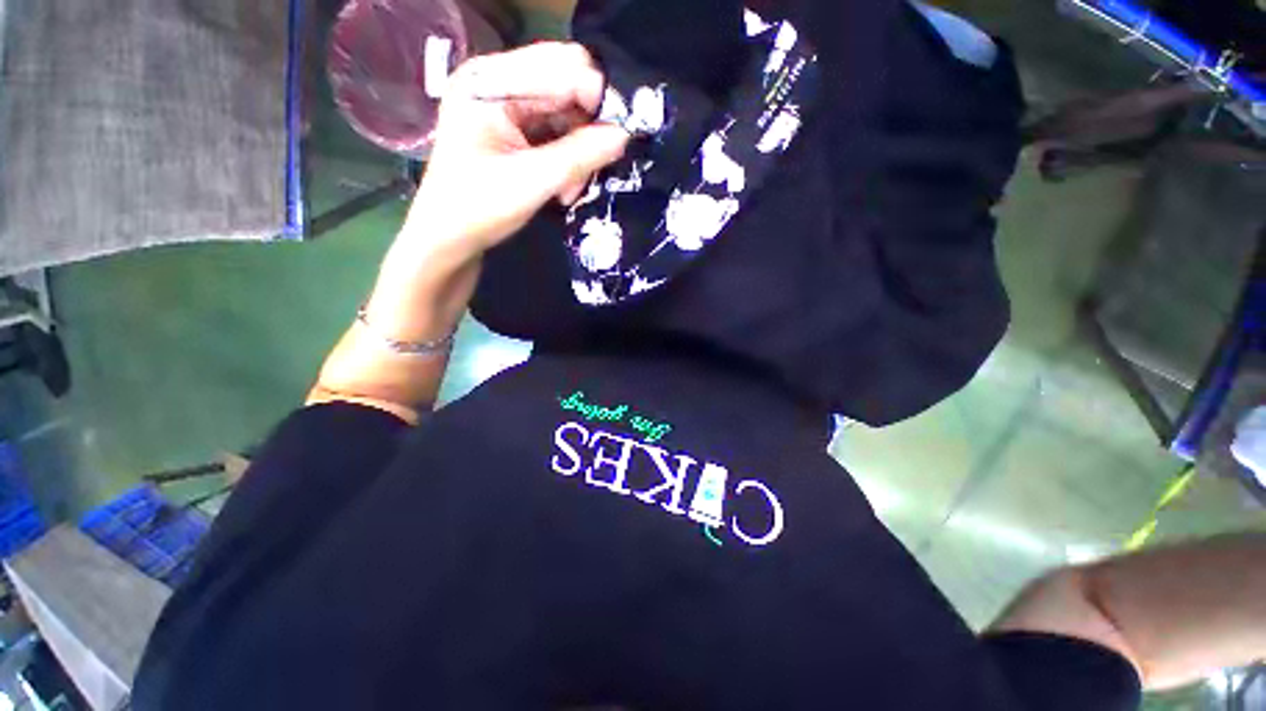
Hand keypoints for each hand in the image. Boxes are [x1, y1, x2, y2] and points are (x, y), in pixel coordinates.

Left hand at [403, 42, 629, 258]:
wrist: (449, 240)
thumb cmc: (478, 209)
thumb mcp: (531, 182)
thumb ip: (579, 156)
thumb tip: (625, 135)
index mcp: (489, 81)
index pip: (561, 66)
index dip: (595, 98)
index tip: (615, 139)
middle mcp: (498, 83)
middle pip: (567, 88)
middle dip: (586, 130)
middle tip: (589, 171)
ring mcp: (507, 107)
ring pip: (568, 116)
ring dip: (579, 153)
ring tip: (569, 191)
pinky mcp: (516, 131)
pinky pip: (559, 134)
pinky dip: (569, 161)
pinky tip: (564, 188)